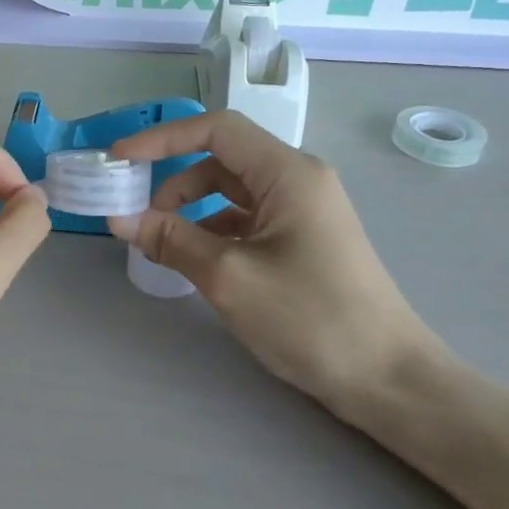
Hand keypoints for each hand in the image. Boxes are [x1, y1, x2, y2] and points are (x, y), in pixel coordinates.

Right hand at [111, 113, 440, 422]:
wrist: (387, 378)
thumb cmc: (310, 318)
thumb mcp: (229, 277)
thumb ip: (171, 240)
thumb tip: (121, 218)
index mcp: (288, 173)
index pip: (216, 130)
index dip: (163, 138)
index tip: (121, 158)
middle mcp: (297, 180)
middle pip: (222, 160)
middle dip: (174, 182)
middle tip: (136, 216)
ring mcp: (303, 211)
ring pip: (232, 192)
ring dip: (191, 210)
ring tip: (161, 244)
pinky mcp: (302, 240)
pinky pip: (246, 219)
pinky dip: (213, 231)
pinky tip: (194, 259)